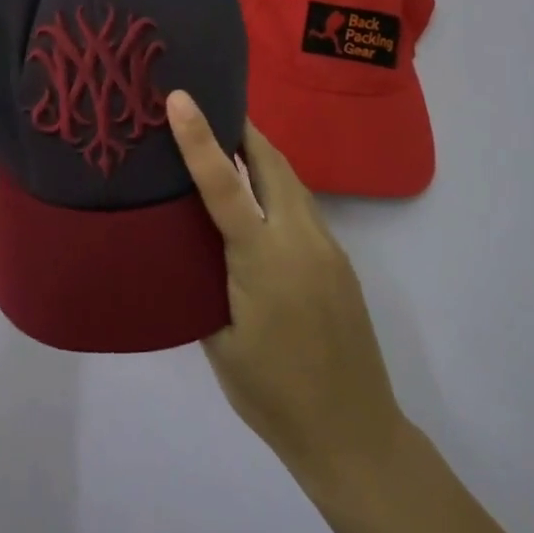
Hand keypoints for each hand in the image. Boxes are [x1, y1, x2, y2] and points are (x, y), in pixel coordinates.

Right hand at [168, 93, 407, 492]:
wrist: (353, 435)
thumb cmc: (272, 393)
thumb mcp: (218, 339)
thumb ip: (203, 280)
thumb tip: (190, 244)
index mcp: (263, 260)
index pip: (224, 184)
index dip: (198, 138)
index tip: (180, 97)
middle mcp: (301, 241)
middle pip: (272, 164)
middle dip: (242, 128)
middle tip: (208, 104)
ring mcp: (327, 249)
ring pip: (292, 181)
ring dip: (261, 155)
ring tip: (228, 141)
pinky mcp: (339, 262)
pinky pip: (303, 207)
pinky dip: (276, 187)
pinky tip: (258, 201)